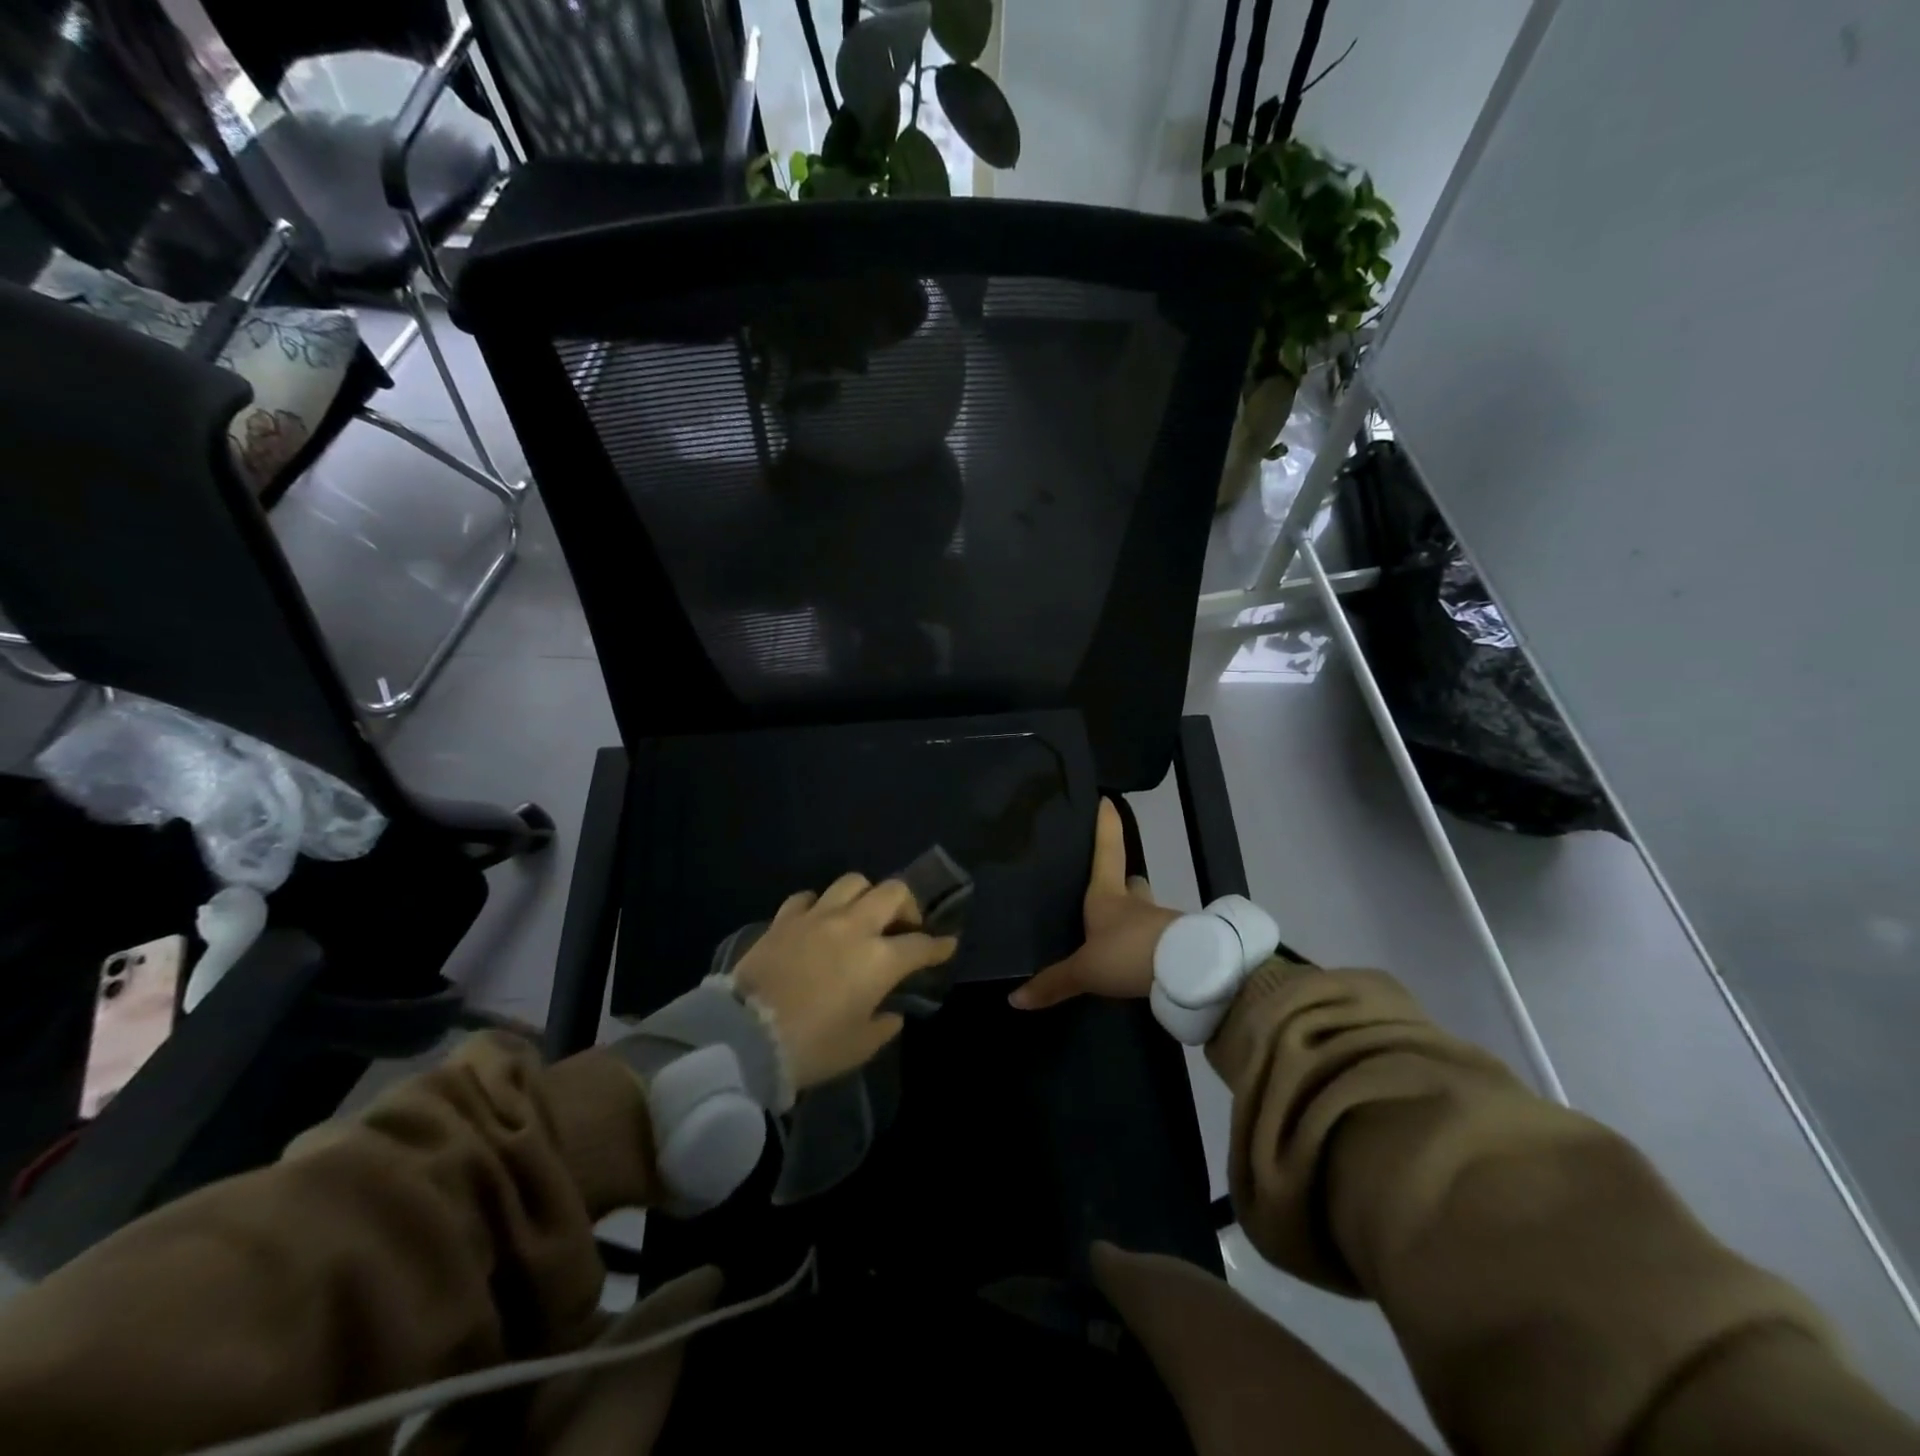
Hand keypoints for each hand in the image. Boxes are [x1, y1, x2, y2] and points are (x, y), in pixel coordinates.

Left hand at [731, 873, 957, 1091]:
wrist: (744, 1037)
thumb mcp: (858, 1047)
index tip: (947, 945)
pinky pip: (808, 898)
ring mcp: (817, 917)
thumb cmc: (810, 1047)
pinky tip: (817, 922)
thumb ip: (882, 1025)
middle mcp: (854, 927)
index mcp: (879, 960)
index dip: (938, 946)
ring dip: (865, 896)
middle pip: (893, 892)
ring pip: (852, 883)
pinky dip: (819, 905)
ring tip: (861, 917)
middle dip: (907, 905)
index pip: (920, 945)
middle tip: (904, 927)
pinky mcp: (784, 919)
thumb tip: (891, 1013)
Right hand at [1009, 798, 1180, 1010]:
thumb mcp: (1085, 971)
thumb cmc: (1127, 953)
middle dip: (1124, 884)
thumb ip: (1053, 983)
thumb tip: (1013, 999)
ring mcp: (1161, 922)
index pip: (1107, 851)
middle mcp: (1135, 903)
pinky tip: (1139, 963)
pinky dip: (1150, 948)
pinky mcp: (1179, 945)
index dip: (1106, 826)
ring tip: (1119, 937)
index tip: (1107, 801)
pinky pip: (1160, 941)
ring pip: (1147, 913)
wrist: (1189, 972)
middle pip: (1132, 883)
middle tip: (1111, 891)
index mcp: (1108, 896)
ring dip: (1137, 920)